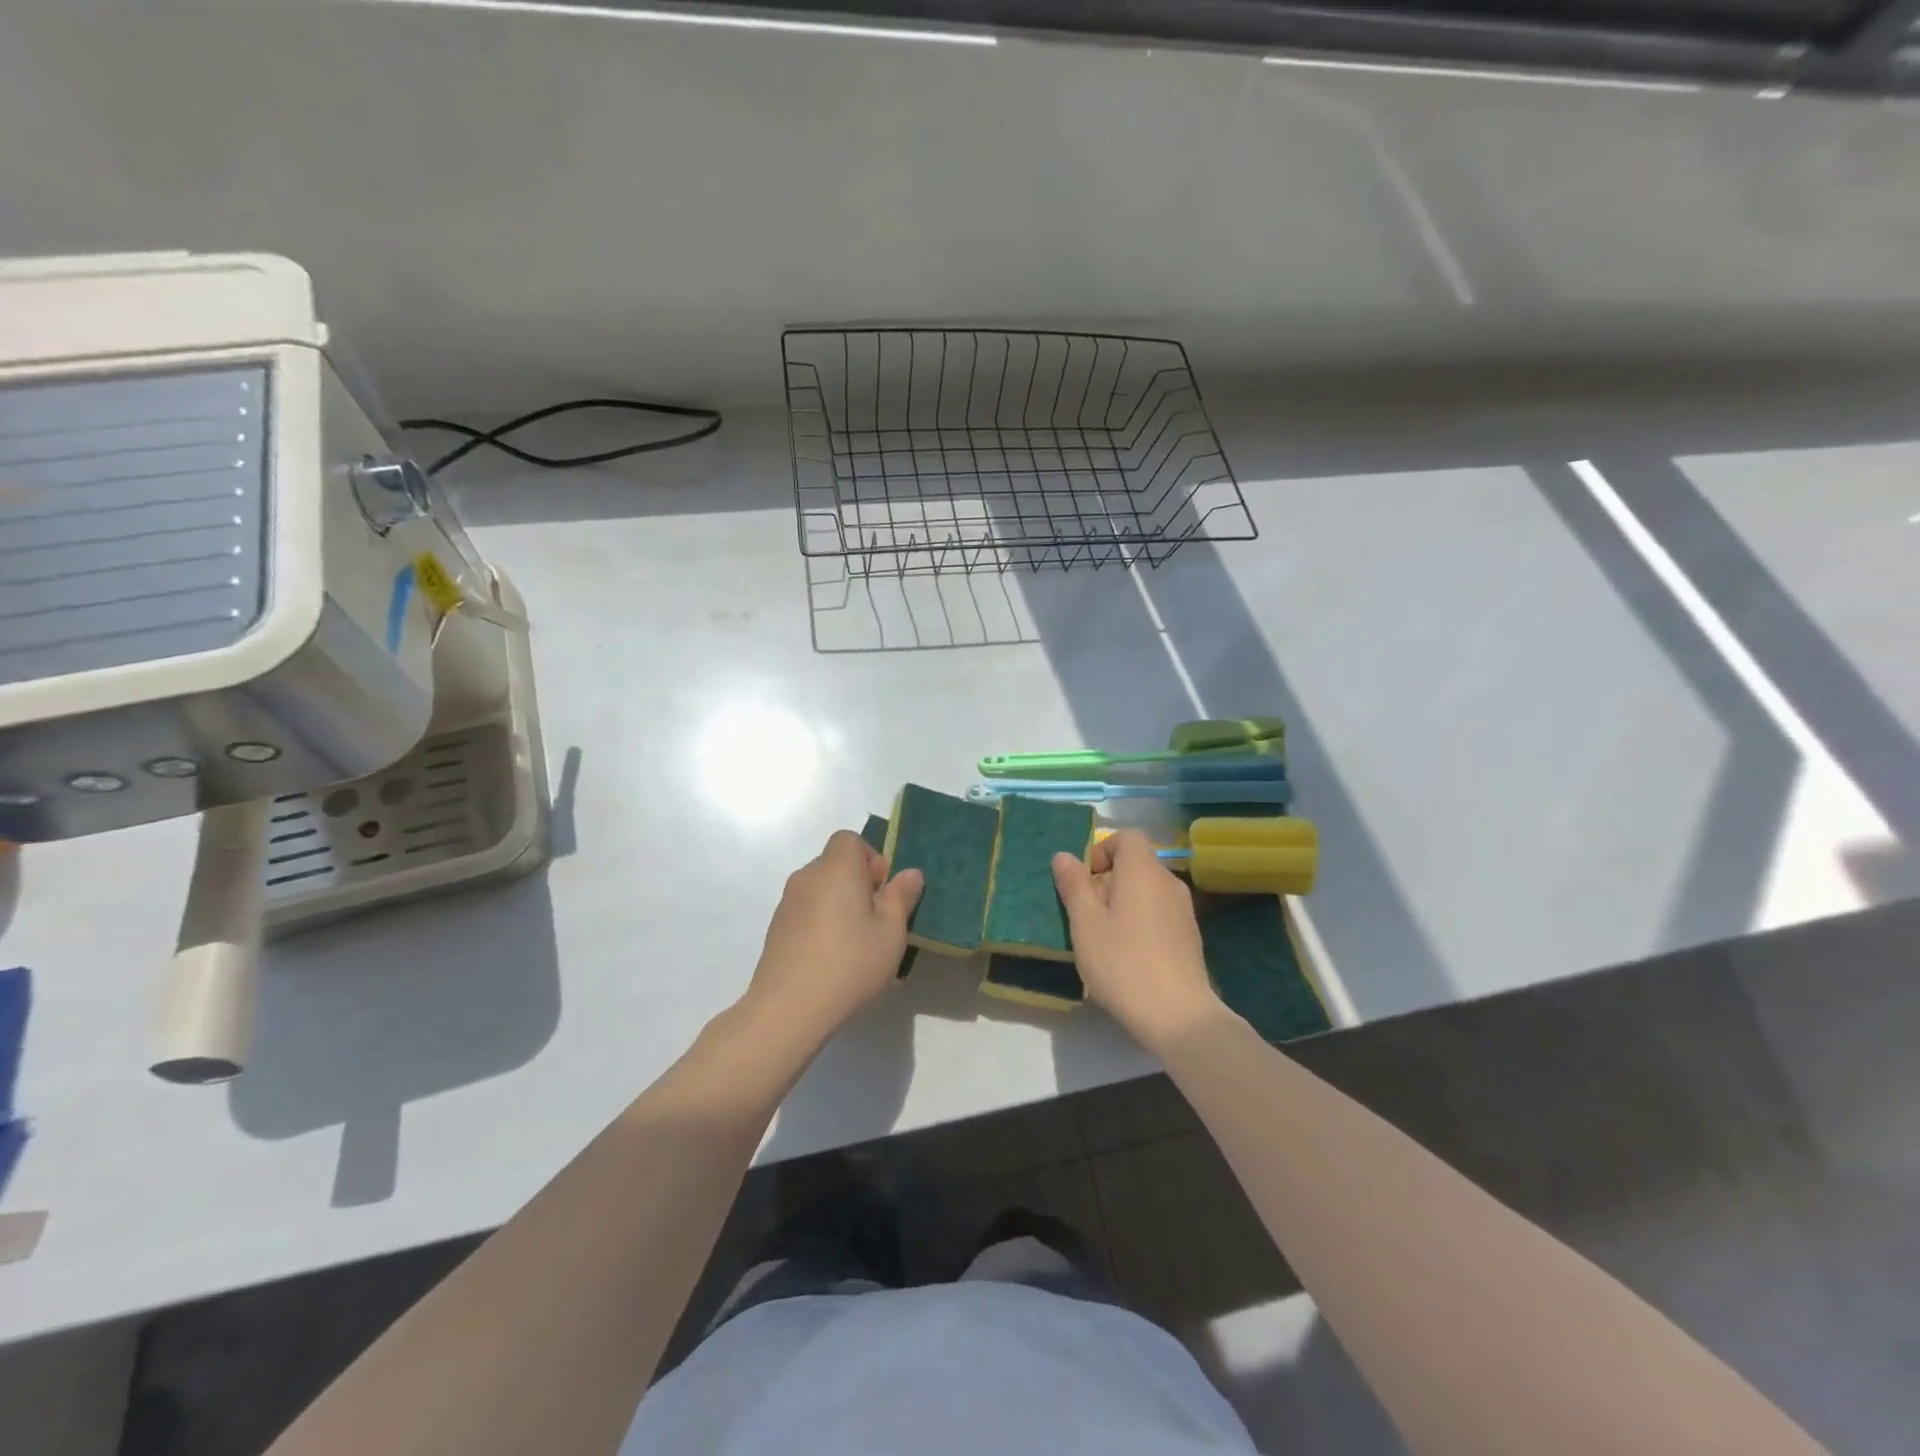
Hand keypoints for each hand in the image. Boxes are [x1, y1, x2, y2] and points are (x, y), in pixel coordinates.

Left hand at [743, 831, 923, 1048]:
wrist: (789, 1008)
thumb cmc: (850, 962)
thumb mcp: (891, 931)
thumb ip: (901, 897)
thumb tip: (910, 873)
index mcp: (837, 867)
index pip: (850, 840)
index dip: (871, 859)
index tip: (882, 892)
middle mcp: (807, 876)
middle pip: (835, 864)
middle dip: (858, 884)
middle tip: (876, 920)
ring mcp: (787, 903)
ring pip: (821, 890)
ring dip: (839, 905)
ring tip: (855, 944)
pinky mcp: (776, 929)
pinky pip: (806, 912)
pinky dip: (821, 923)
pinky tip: (832, 959)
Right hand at [1053, 830, 1221, 1049]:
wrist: (1178, 1015)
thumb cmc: (1123, 963)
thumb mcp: (1085, 924)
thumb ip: (1074, 885)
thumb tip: (1064, 856)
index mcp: (1143, 871)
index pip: (1128, 837)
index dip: (1102, 850)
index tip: (1084, 881)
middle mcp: (1168, 882)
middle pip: (1135, 864)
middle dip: (1107, 880)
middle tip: (1085, 914)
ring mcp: (1183, 910)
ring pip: (1146, 890)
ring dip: (1122, 903)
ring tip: (1103, 937)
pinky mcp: (1189, 936)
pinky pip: (1158, 912)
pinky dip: (1139, 920)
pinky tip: (1127, 955)